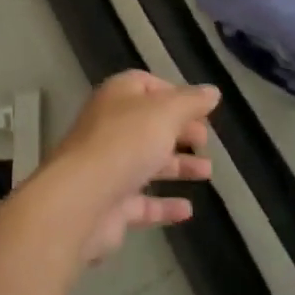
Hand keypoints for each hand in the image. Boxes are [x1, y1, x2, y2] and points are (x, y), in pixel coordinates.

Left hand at [46, 71, 218, 263]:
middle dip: (179, 130)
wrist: (82, 201)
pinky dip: (165, 204)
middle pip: (149, 124)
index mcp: (118, 96)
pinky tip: (188, 210)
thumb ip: (190, 102)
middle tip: (206, 140)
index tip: (200, 108)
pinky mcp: (111, 205)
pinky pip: (143, 202)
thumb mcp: (165, 113)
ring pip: (148, 161)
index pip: (146, 84)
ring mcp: (109, 167)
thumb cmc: (125, 143)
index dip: (174, 93)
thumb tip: (213, 92)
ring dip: (178, 166)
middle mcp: (111, 127)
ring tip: (207, 172)